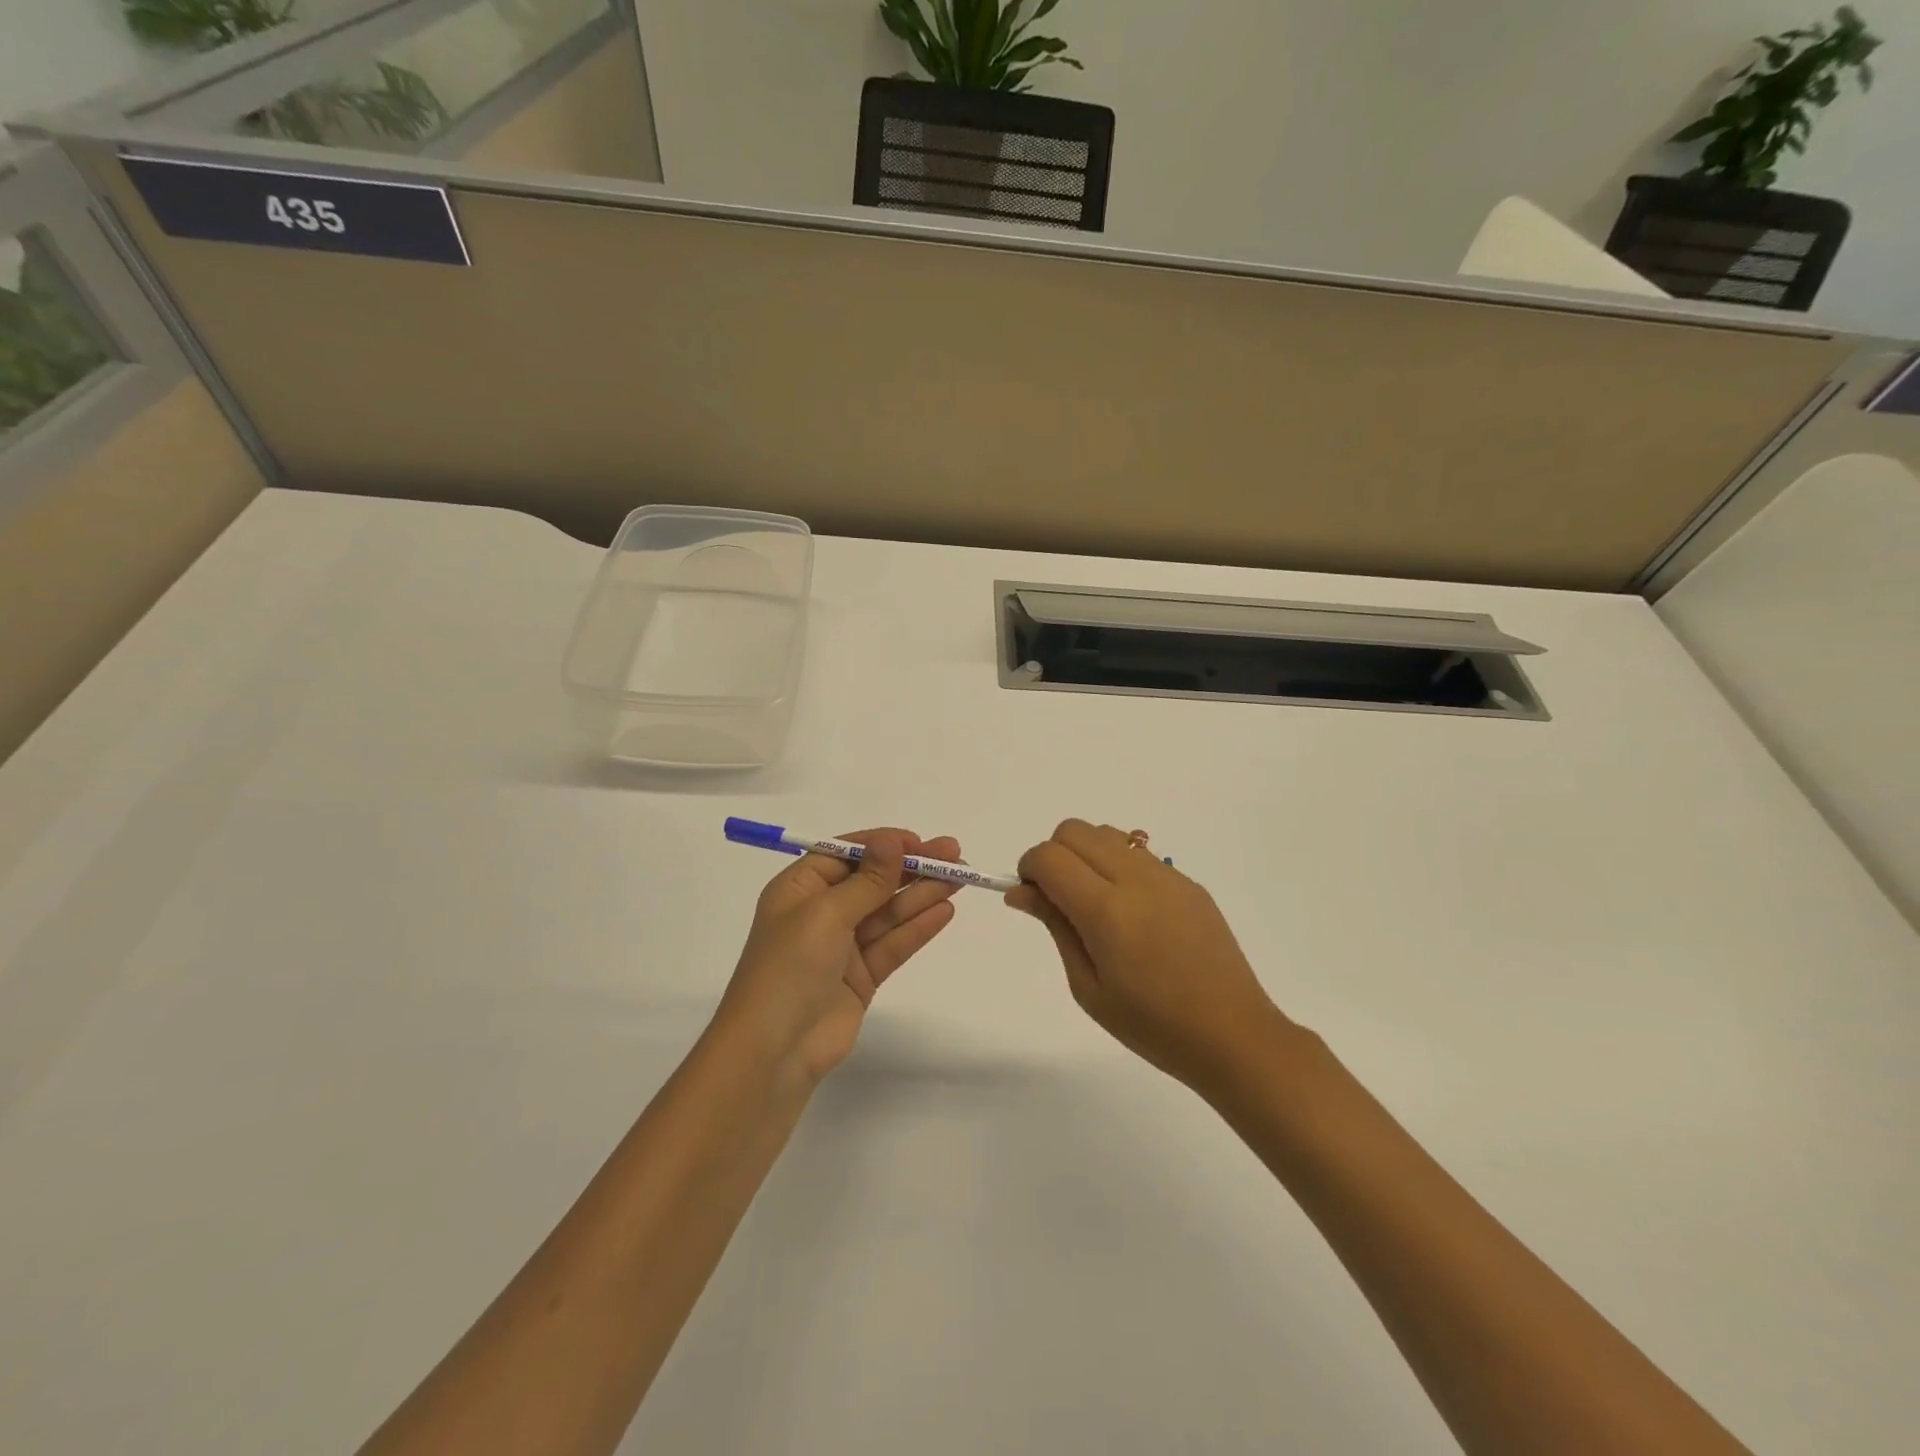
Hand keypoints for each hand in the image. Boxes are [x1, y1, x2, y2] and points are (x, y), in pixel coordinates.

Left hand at [715, 829, 961, 1083]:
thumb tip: (893, 840)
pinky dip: (917, 927)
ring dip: (922, 894)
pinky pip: (893, 944)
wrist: (774, 1052)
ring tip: (960, 878)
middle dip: (912, 866)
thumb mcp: (826, 914)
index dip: (882, 845)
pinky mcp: (861, 977)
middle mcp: (820, 912)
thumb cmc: (789, 968)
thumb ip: (867, 880)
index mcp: (799, 889)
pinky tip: (944, 911)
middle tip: (954, 854)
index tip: (919, 841)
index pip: (846, 854)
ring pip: (888, 912)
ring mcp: (842, 947)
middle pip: (872, 881)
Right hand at [1007, 819, 1288, 1093]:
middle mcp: (1136, 879)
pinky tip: (1132, 914)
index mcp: (1107, 910)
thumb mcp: (1088, 986)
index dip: (1028, 868)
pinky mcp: (1188, 882)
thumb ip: (1055, 926)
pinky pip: (1138, 854)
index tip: (1031, 897)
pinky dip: (1117, 866)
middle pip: (1075, 830)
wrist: (1232, 1034)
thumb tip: (1021, 891)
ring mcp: (1167, 876)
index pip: (1049, 857)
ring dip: (1086, 855)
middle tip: (1059, 899)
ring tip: (1095, 904)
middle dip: (1054, 855)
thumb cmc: (1151, 1025)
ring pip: (1107, 833)